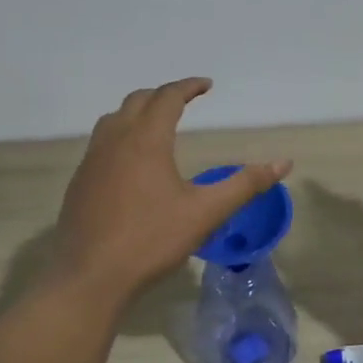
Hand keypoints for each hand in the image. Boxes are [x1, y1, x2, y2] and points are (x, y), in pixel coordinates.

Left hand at [52, 78, 291, 302]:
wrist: (91, 277)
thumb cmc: (151, 240)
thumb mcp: (206, 213)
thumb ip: (245, 185)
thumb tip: (283, 163)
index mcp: (146, 141)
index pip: (167, 98)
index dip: (188, 87)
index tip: (207, 85)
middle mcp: (114, 141)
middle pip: (137, 101)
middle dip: (163, 95)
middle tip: (185, 100)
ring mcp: (91, 161)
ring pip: (113, 120)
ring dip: (137, 112)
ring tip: (157, 123)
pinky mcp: (79, 182)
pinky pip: (101, 144)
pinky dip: (121, 136)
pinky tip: (131, 163)